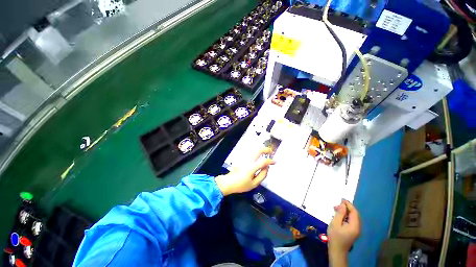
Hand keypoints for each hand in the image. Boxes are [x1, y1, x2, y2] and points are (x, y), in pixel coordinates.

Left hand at [215, 148, 275, 195]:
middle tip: (271, 152)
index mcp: (251, 167)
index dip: (270, 161)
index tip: (275, 162)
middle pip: (258, 150)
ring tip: (267, 153)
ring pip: (254, 150)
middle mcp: (248, 160)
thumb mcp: (254, 184)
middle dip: (266, 149)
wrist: (228, 182)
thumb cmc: (241, 185)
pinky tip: (259, 156)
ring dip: (261, 150)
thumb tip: (267, 167)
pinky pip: (251, 153)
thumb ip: (262, 175)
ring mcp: (244, 158)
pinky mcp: (242, 158)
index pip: (263, 161)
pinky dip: (257, 152)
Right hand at [327, 199, 360, 264]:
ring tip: (336, 209)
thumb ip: (339, 213)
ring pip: (353, 218)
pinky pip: (351, 221)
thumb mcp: (335, 223)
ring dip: (346, 212)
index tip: (341, 199)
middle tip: (336, 205)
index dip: (349, 204)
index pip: (354, 212)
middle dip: (347, 208)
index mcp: (354, 225)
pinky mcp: (353, 232)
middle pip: (355, 214)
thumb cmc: (335, 236)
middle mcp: (358, 227)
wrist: (337, 250)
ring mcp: (356, 230)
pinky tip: (339, 216)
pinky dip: (346, 216)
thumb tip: (342, 205)